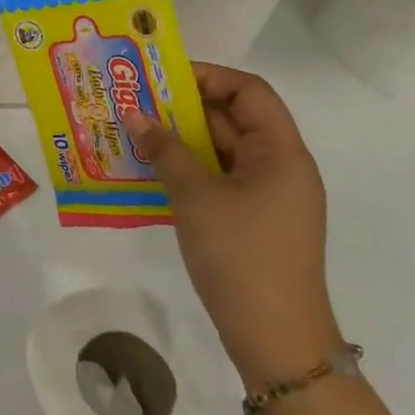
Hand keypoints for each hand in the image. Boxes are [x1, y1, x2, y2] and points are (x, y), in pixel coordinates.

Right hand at [123, 66, 342, 388]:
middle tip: (135, 103)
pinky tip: (150, 171)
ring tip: (134, 133)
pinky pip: (219, 178)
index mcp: (281, 152)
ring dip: (181, 139)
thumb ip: (166, 150)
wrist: (275, 338)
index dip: (207, 76)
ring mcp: (268, 196)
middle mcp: (280, 166)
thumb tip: (136, 116)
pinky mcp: (254, 220)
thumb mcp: (196, 196)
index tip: (161, 79)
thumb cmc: (240, 255)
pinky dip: (188, 168)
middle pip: (233, 118)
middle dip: (184, 107)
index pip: (249, 91)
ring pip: (222, 150)